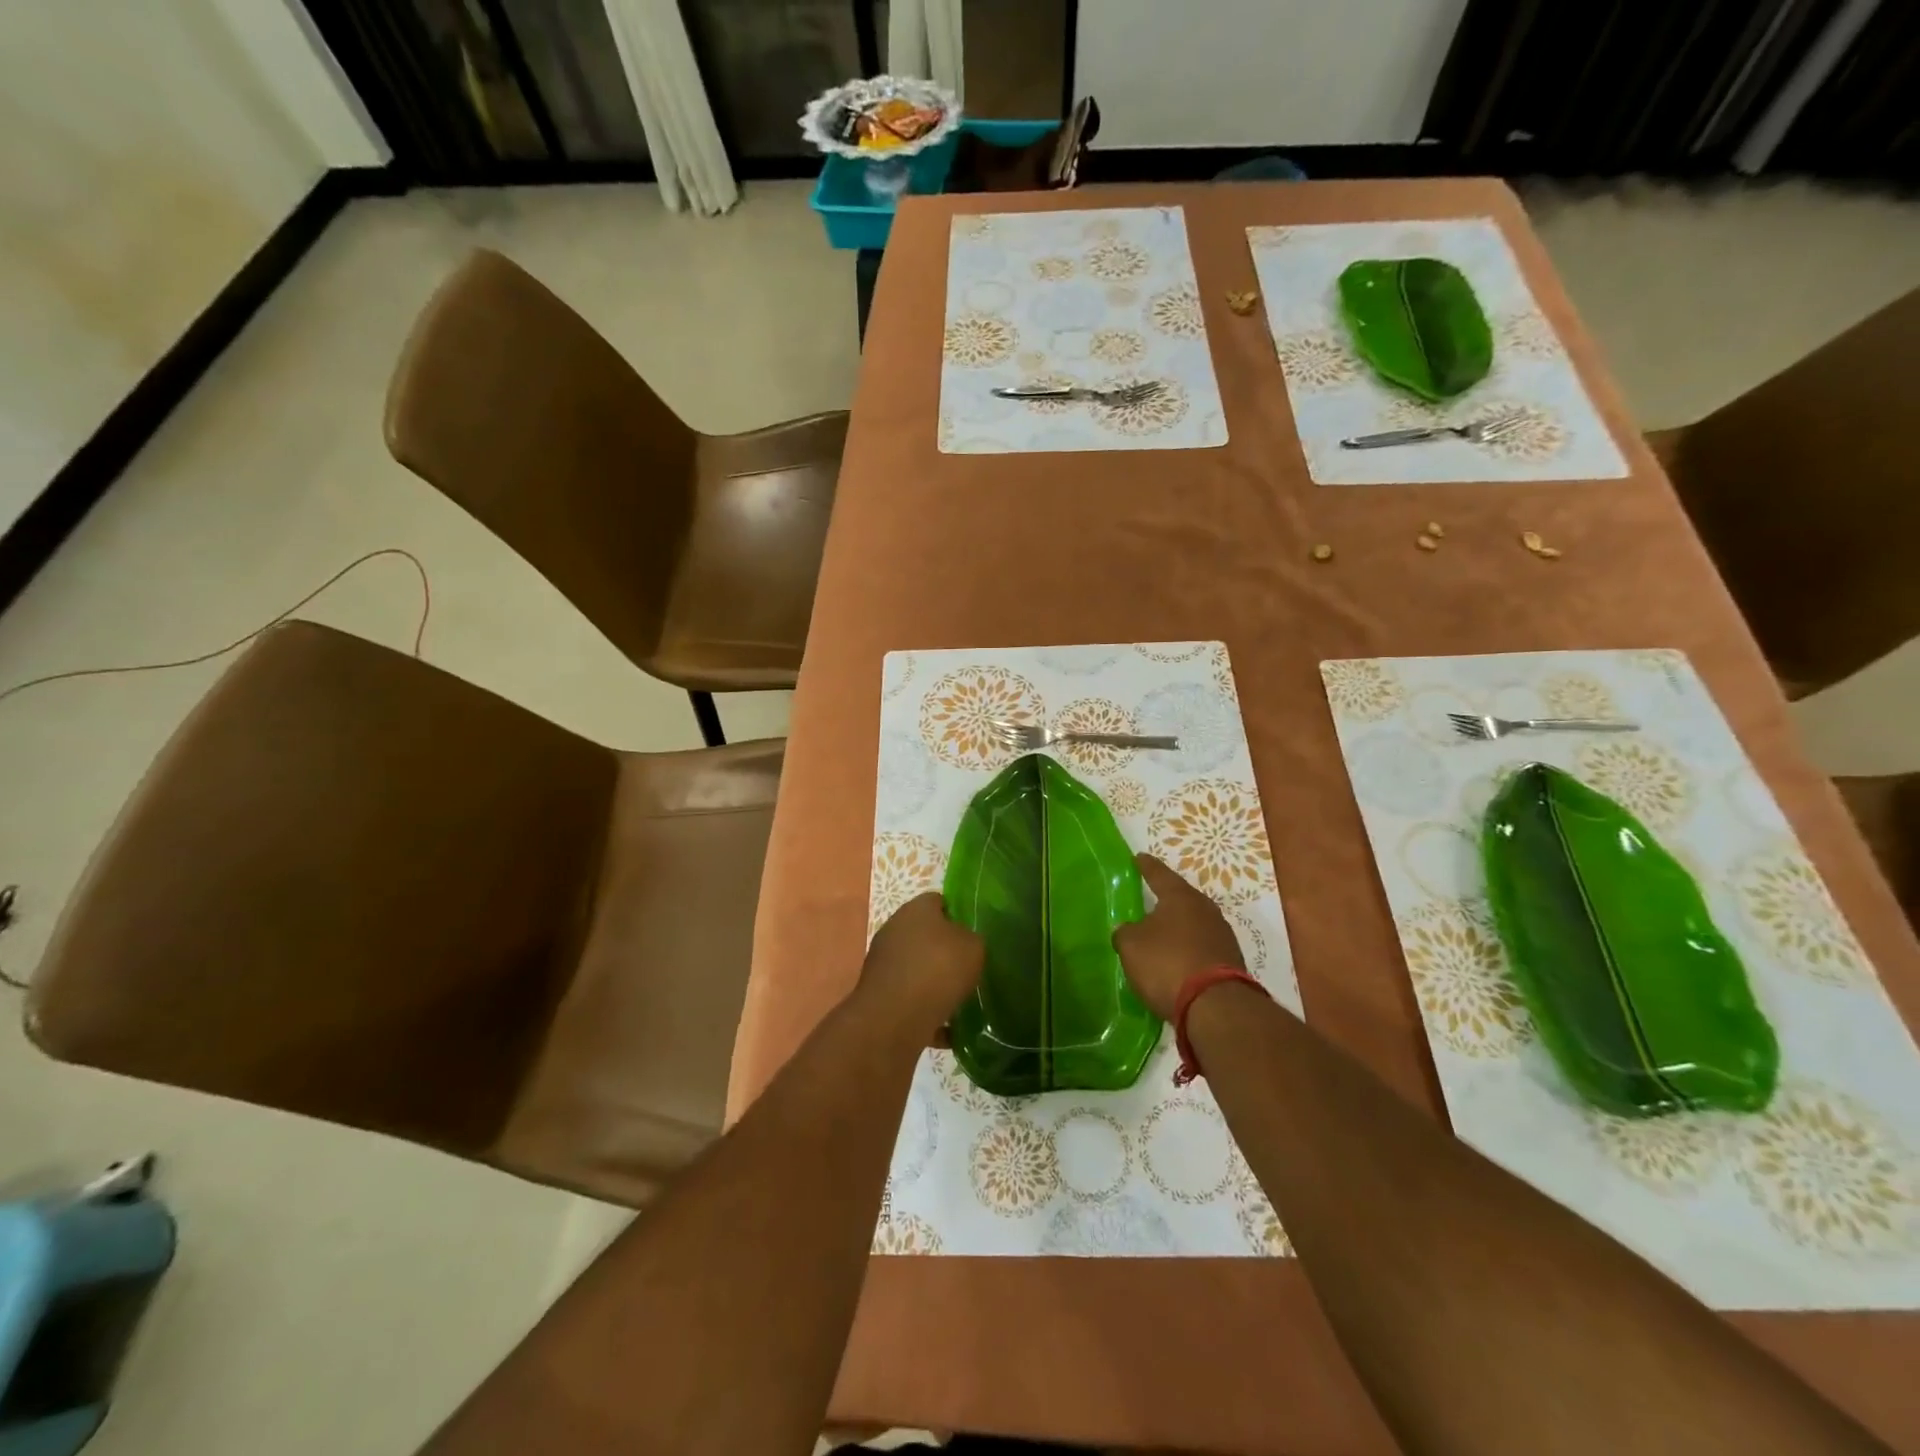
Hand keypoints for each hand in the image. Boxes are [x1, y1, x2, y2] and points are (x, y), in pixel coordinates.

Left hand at [858, 893, 984, 1041]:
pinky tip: (946, 1031)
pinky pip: (910, 998)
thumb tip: (965, 943)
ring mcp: (883, 961)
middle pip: (926, 935)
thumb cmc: (938, 970)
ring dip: (935, 983)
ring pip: (918, 968)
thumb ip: (972, 939)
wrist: (895, 1018)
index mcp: (916, 909)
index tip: (975, 935)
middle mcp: (894, 929)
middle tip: (969, 969)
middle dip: (946, 952)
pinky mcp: (879, 993)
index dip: (959, 915)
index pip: (939, 901)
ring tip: (960, 1002)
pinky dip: (926, 1011)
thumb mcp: (974, 947)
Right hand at [1113, 854, 1245, 1019]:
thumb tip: (1128, 929)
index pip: (1158, 874)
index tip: (1138, 858)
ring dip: (1177, 927)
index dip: (1146, 866)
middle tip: (1149, 898)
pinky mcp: (1230, 960)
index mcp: (1180, 897)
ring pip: (1193, 923)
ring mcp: (1221, 935)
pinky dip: (1187, 949)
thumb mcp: (1131, 946)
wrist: (1216, 1007)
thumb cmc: (1167, 964)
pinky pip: (1201, 946)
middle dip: (1165, 899)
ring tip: (1160, 933)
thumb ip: (1125, 932)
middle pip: (1180, 898)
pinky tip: (1176, 959)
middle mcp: (1205, 909)